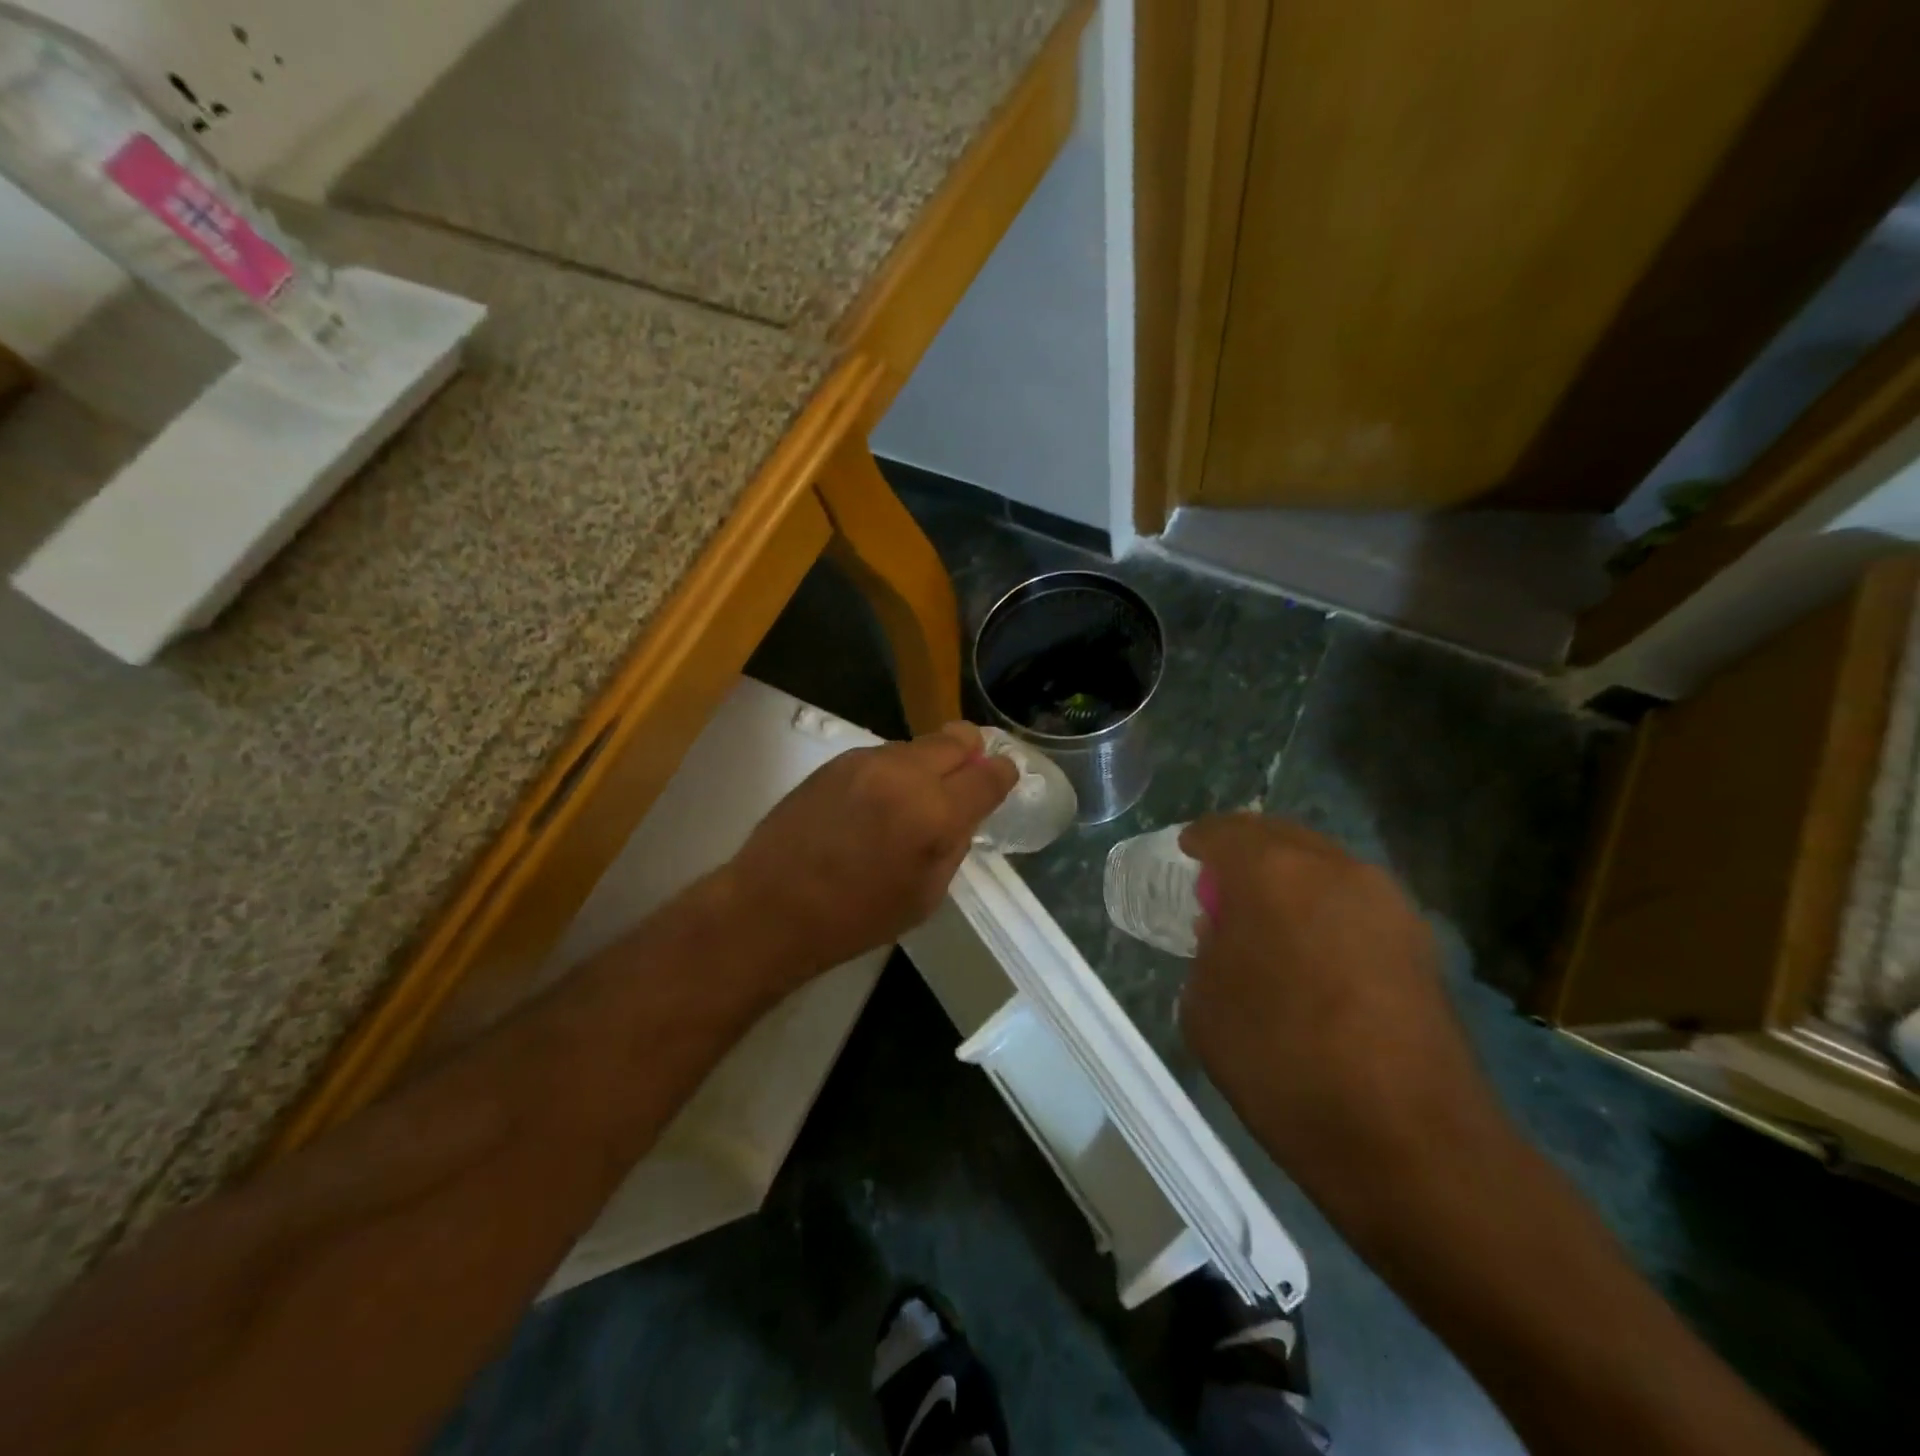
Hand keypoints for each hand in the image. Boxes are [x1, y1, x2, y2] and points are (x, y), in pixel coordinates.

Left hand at [723, 722, 1016, 984]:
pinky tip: (879, 800)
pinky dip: (895, 770)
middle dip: (971, 754)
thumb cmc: (854, 918)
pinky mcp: (837, 760)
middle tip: (969, 775)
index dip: (1003, 775)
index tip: (1004, 778)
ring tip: (916, 796)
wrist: (770, 906)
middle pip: (957, 740)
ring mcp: (866, 761)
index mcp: (934, 813)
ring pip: (918, 745)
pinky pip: (884, 755)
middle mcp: (904, 774)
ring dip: (929, 764)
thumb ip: (954, 844)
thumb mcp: (925, 897)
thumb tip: (963, 812)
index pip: (988, 778)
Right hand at [1179, 814, 1505, 1222]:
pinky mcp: (1420, 940)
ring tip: (1270, 921)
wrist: (1410, 1141)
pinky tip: (1316, 953)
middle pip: (1279, 836)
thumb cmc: (1283, 1064)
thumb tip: (1227, 932)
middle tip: (1221, 885)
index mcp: (1271, 873)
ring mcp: (1387, 901)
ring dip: (1290, 879)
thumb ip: (1208, 950)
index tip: (1184, 857)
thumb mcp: (1205, 1006)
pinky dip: (1326, 909)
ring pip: (1323, 865)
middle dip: (1246, 852)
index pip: (1223, 832)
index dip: (1198, 842)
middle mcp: (1334, 868)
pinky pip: (1356, 902)